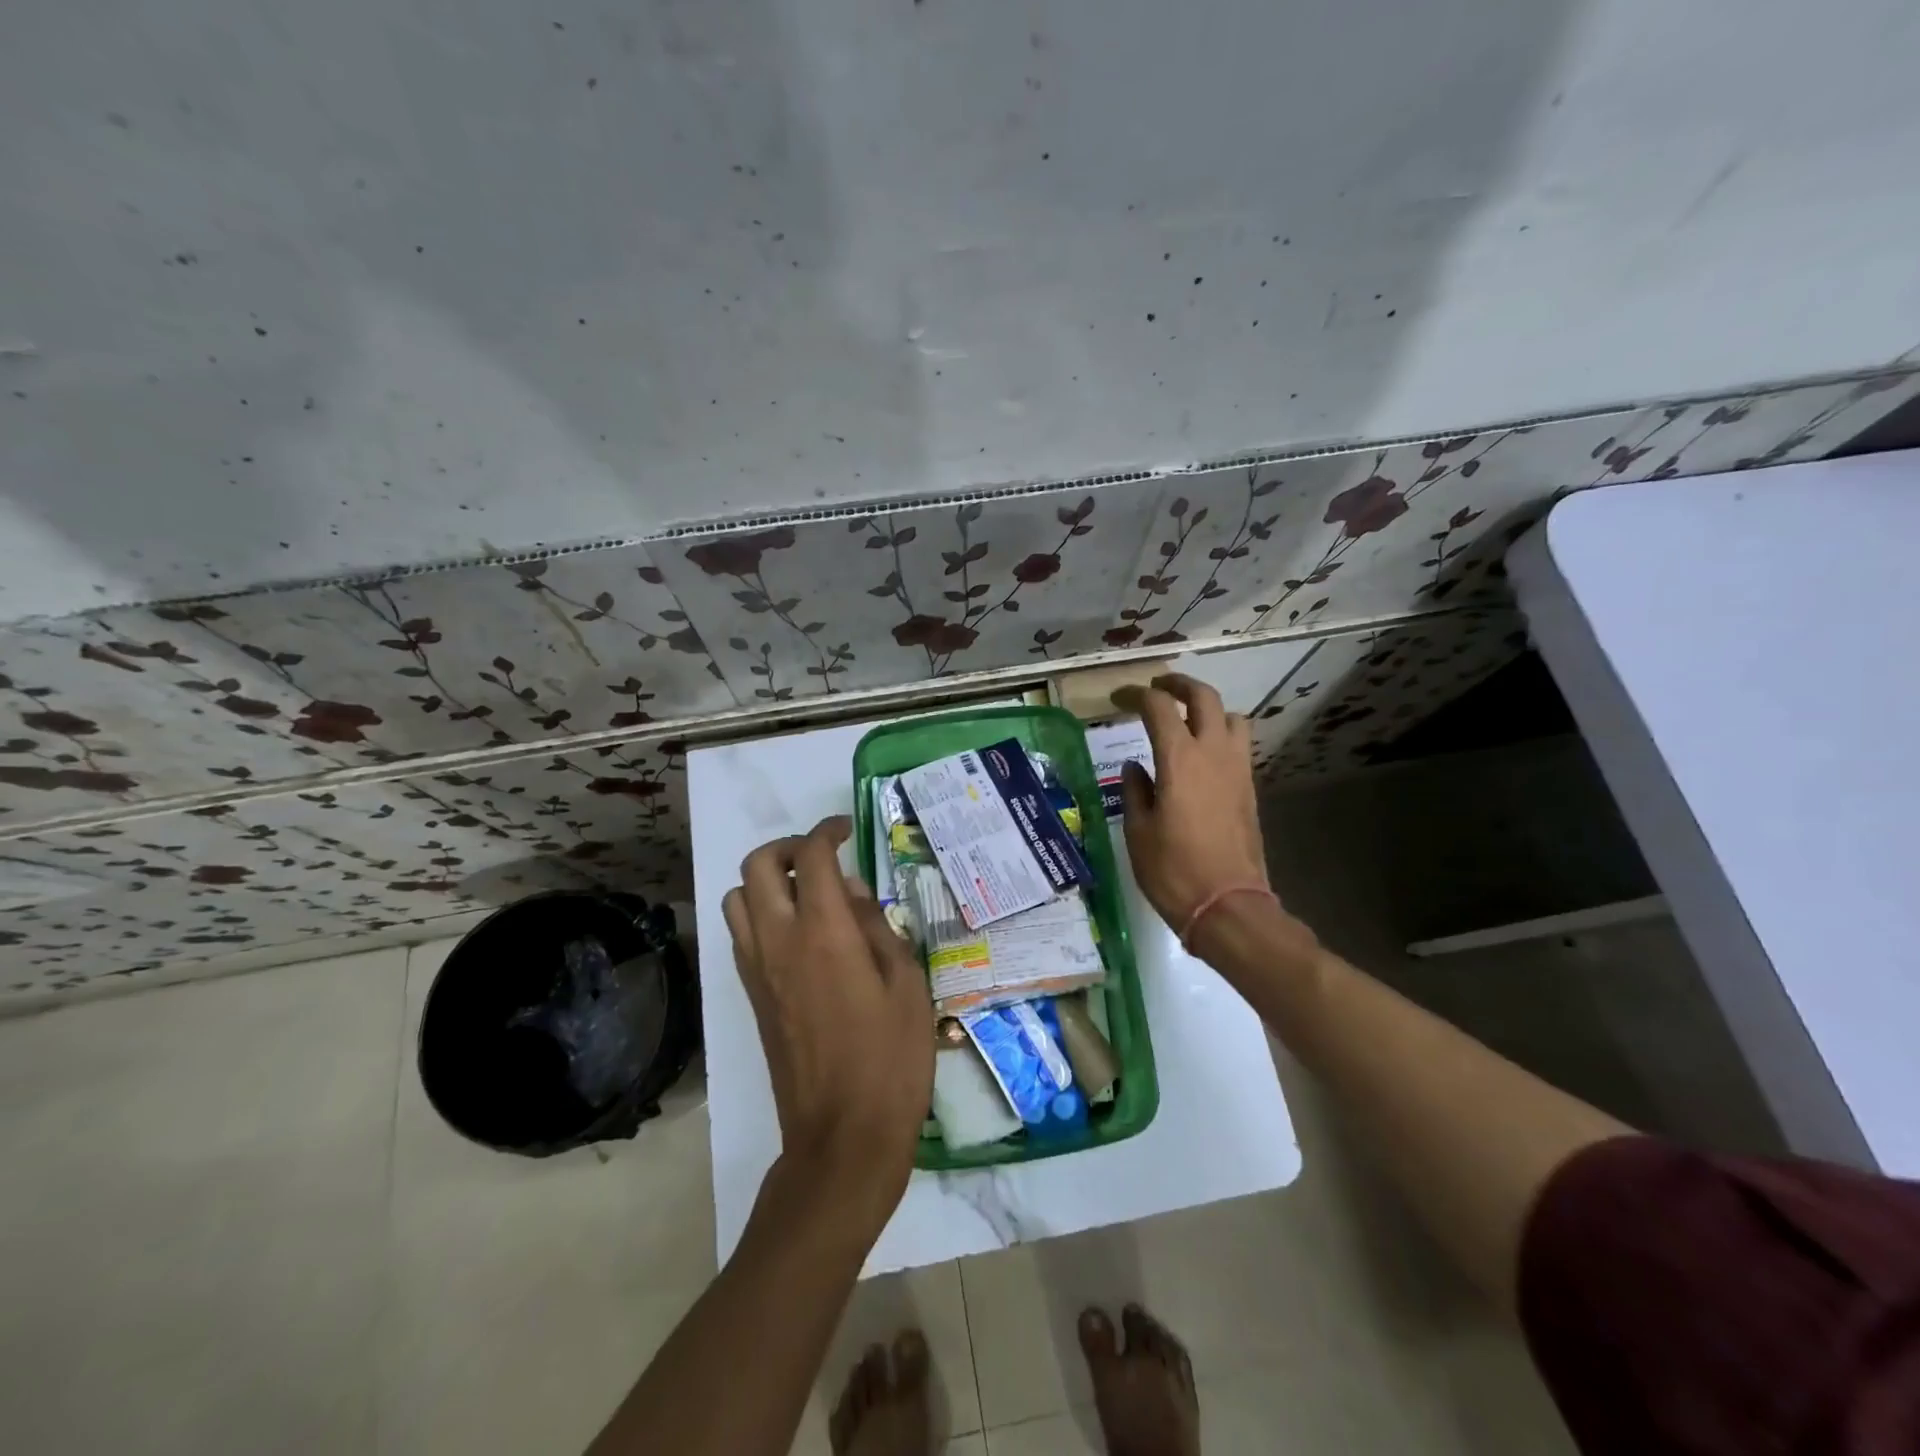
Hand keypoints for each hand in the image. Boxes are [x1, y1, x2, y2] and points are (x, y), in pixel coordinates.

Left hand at [723, 815, 933, 1225]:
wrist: (842, 1136)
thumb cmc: (890, 1059)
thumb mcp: (906, 984)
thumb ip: (877, 927)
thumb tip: (853, 892)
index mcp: (824, 932)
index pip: (811, 856)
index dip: (827, 831)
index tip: (846, 831)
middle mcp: (779, 941)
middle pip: (757, 866)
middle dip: (787, 848)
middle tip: (822, 859)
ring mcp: (757, 970)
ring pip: (736, 899)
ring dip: (765, 882)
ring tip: (805, 895)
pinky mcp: (750, 997)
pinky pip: (740, 935)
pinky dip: (759, 915)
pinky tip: (798, 936)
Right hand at [1109, 674, 1273, 931]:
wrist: (1228, 906)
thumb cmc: (1173, 870)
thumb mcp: (1138, 831)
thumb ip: (1135, 790)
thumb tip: (1135, 767)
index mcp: (1180, 759)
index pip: (1158, 707)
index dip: (1136, 695)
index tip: (1118, 698)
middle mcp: (1214, 754)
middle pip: (1203, 697)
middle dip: (1178, 684)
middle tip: (1157, 688)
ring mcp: (1237, 770)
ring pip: (1230, 717)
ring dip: (1207, 709)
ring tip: (1186, 721)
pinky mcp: (1249, 790)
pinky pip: (1238, 745)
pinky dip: (1219, 735)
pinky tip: (1200, 757)